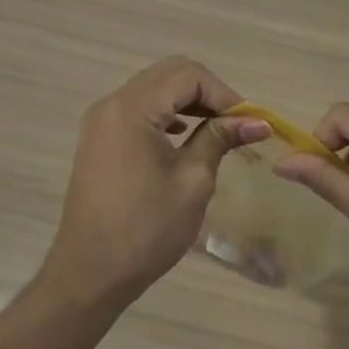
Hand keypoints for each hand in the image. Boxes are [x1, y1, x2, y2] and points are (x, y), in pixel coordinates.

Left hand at [41, 57, 270, 308]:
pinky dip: (168, 114)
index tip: (249, 123)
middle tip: (236, 124)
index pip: (189, 76)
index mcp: (132, 109)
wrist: (90, 274)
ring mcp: (102, 121)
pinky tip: (185, 135)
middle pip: (170, 74)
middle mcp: (112, 104)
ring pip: (155, 89)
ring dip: (189, 102)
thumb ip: (220, 139)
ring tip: (218, 130)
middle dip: (209, 93)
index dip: (225, 94)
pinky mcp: (100, 139)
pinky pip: (140, 109)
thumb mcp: (193, 181)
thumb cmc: (146, 230)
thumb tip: (258, 122)